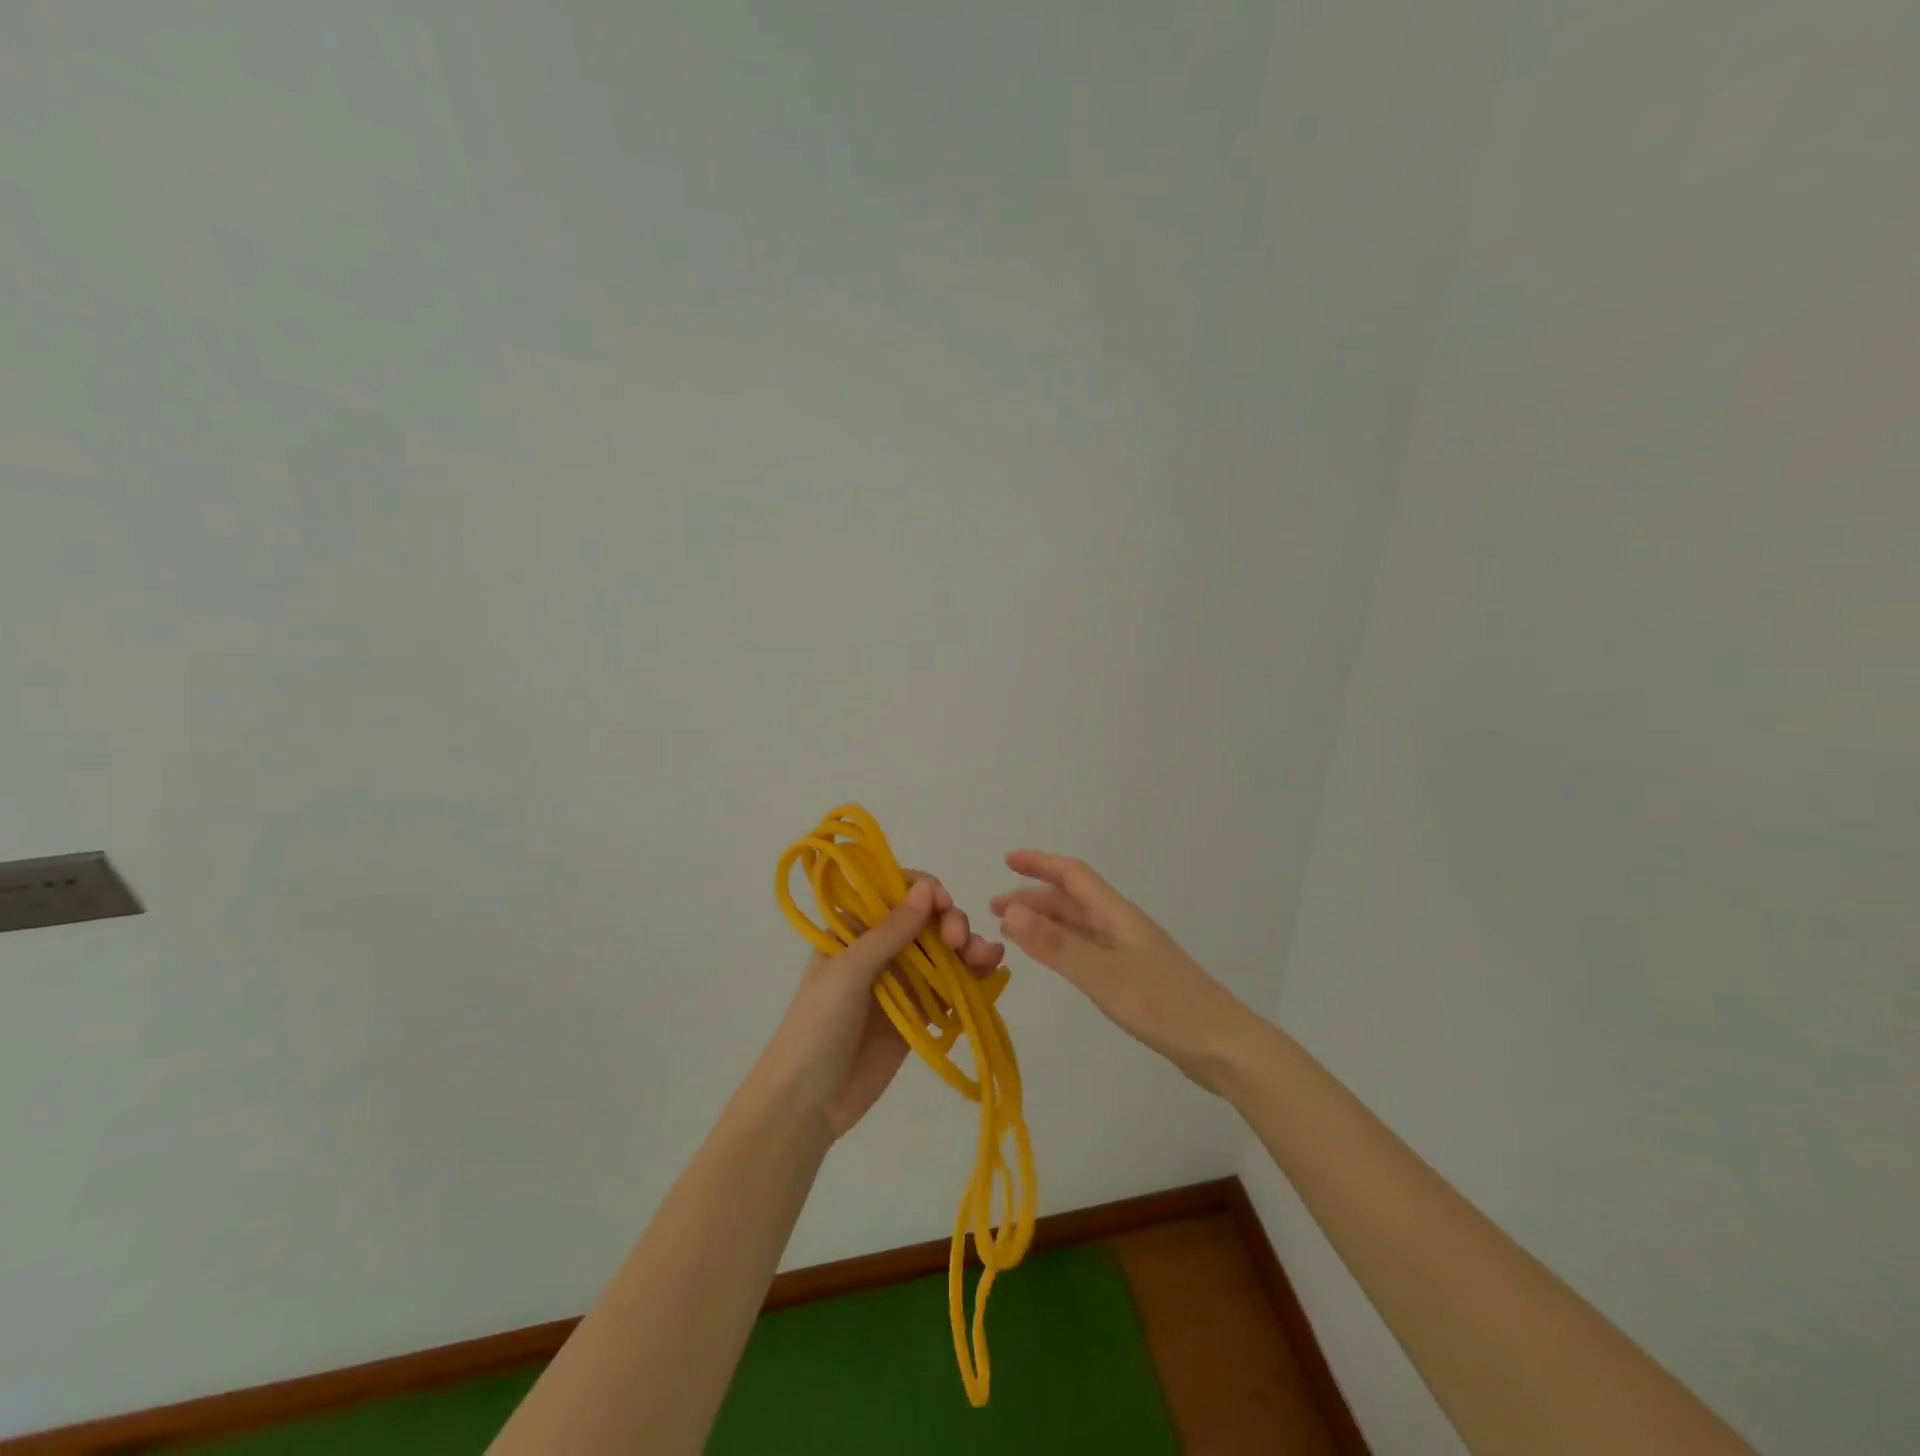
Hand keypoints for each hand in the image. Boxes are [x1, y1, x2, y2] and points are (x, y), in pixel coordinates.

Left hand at [762, 872, 1003, 1140]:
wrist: (807, 1102)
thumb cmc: (817, 1025)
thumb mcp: (849, 971)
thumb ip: (890, 932)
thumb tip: (926, 887)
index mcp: (855, 928)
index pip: (896, 892)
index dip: (924, 891)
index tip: (943, 904)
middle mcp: (881, 947)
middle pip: (927, 920)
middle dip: (951, 923)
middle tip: (960, 942)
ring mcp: (902, 981)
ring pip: (944, 952)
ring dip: (969, 948)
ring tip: (989, 958)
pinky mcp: (920, 1013)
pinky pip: (951, 987)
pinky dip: (973, 978)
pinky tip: (992, 974)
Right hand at [992, 850, 1253, 1091]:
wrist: (1222, 1046)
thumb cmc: (1163, 1005)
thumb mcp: (1102, 975)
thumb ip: (1055, 944)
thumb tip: (1010, 910)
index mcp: (1116, 915)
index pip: (1073, 875)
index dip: (1040, 864)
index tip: (1007, 860)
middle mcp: (1121, 926)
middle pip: (1072, 900)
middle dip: (1033, 898)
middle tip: (995, 910)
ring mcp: (1129, 952)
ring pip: (1079, 925)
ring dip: (1046, 922)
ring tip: (1013, 932)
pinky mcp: (1134, 977)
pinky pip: (1088, 949)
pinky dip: (1062, 946)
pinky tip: (1054, 960)